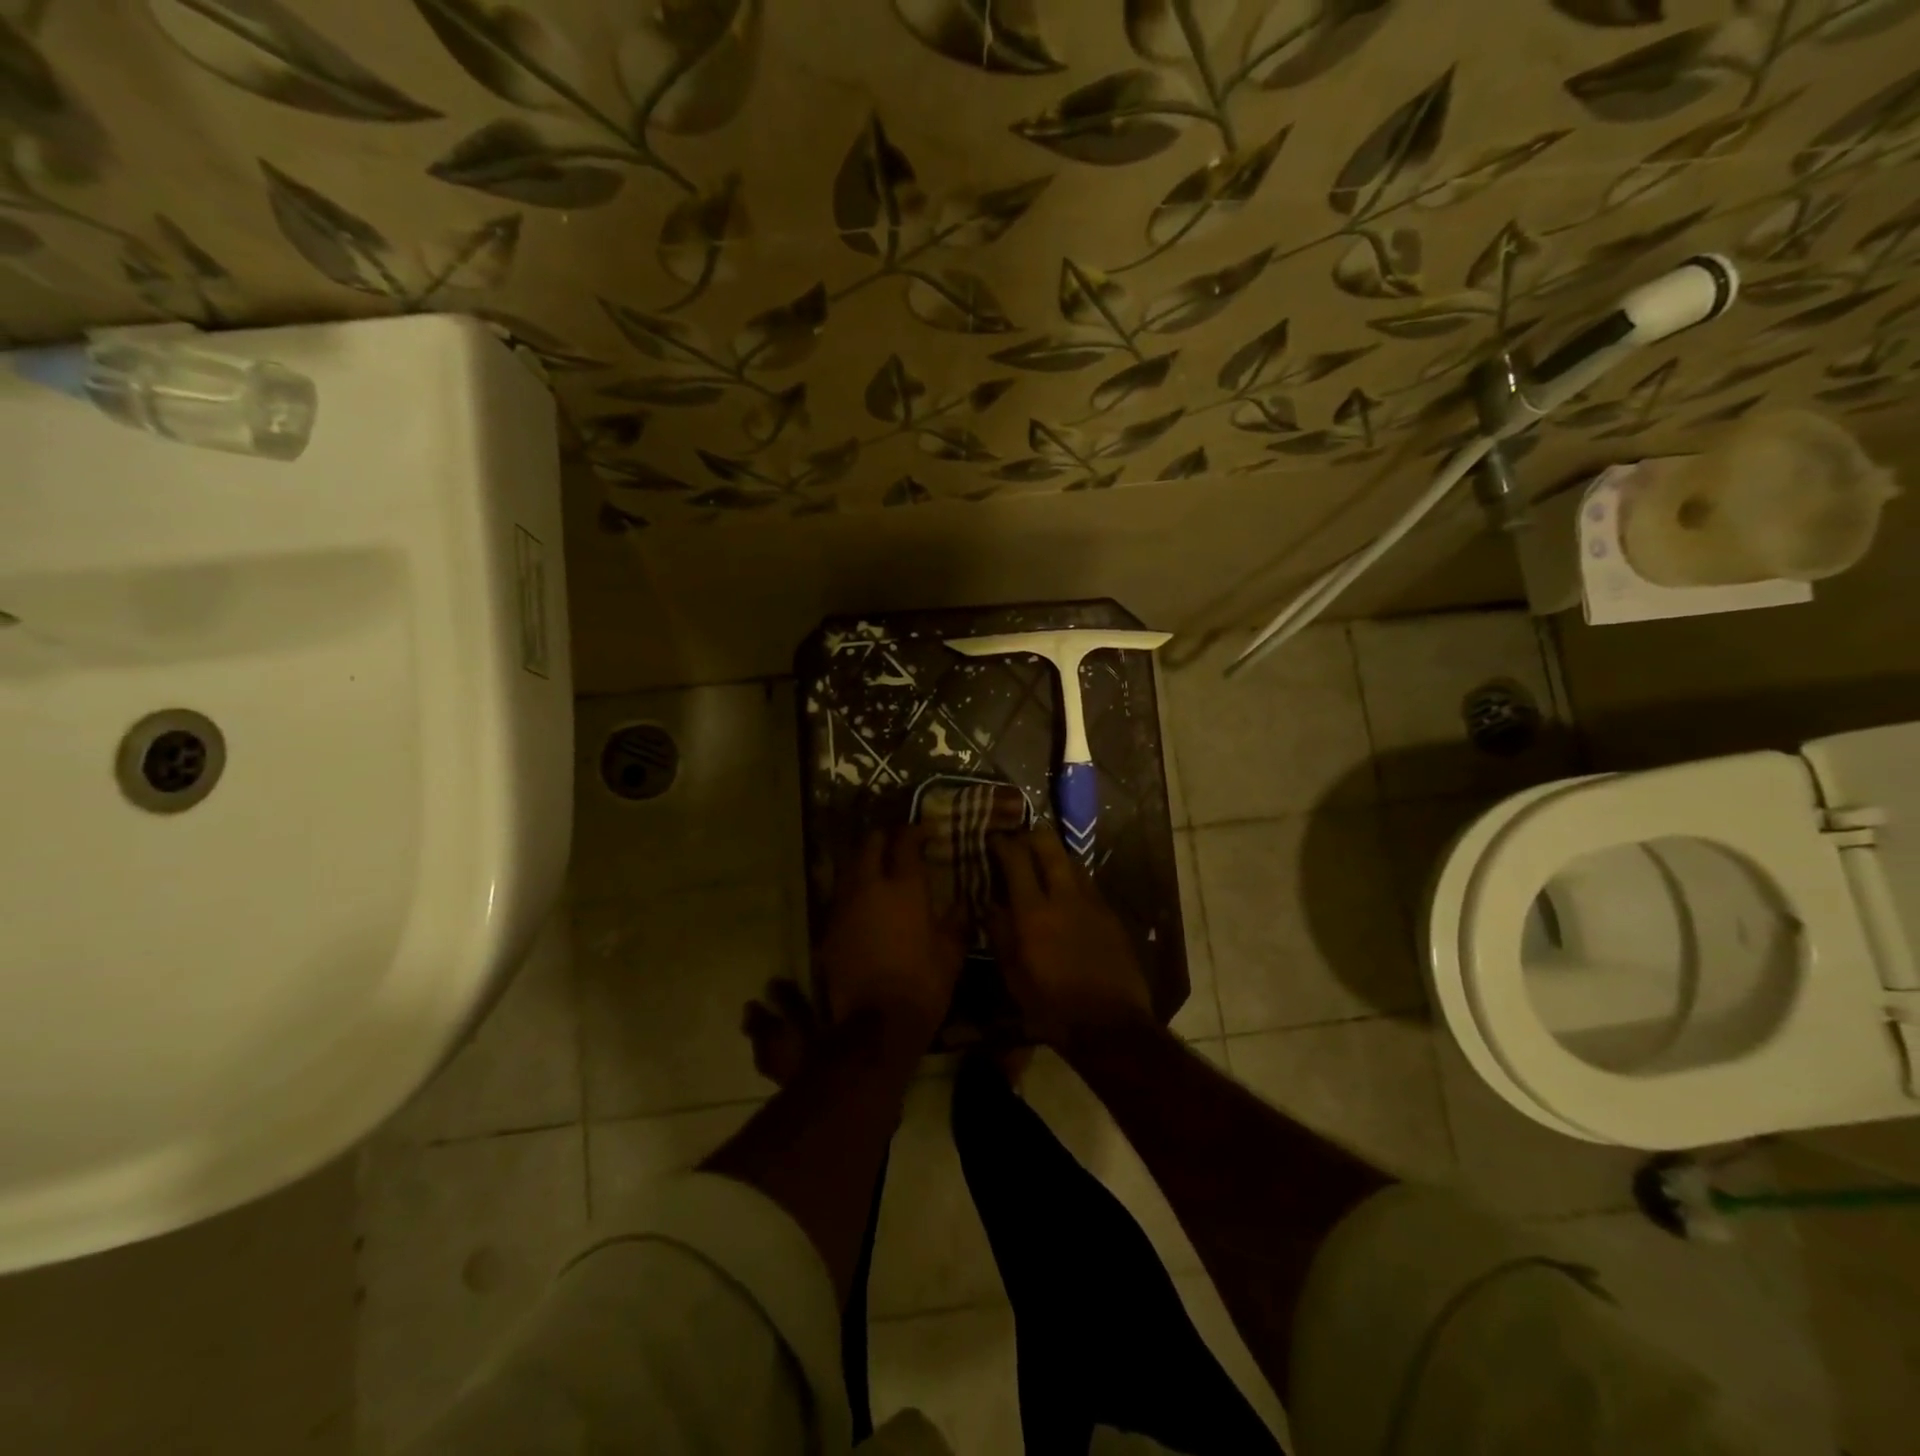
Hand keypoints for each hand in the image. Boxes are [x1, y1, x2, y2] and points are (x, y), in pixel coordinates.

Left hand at [816, 825, 963, 1045]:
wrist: (875, 1024)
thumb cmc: (922, 985)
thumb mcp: (951, 954)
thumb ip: (956, 923)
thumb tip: (961, 905)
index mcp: (904, 888)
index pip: (905, 842)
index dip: (914, 831)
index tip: (924, 832)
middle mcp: (870, 888)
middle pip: (870, 845)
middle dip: (883, 838)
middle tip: (897, 843)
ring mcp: (845, 907)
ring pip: (849, 867)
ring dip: (864, 861)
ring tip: (878, 867)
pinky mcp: (829, 928)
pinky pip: (840, 896)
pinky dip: (852, 891)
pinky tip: (863, 902)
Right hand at [988, 825, 1153, 1046]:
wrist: (1110, 1025)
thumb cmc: (1051, 1006)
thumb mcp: (1013, 975)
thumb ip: (1000, 933)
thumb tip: (990, 904)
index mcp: (1033, 912)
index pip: (1016, 859)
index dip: (1003, 843)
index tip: (993, 838)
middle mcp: (1064, 897)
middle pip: (1050, 847)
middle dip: (1033, 835)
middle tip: (1020, 839)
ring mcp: (1093, 903)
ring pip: (1073, 861)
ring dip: (1056, 855)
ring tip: (1044, 862)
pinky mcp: (1111, 915)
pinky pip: (1089, 884)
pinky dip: (1073, 879)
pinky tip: (1067, 893)